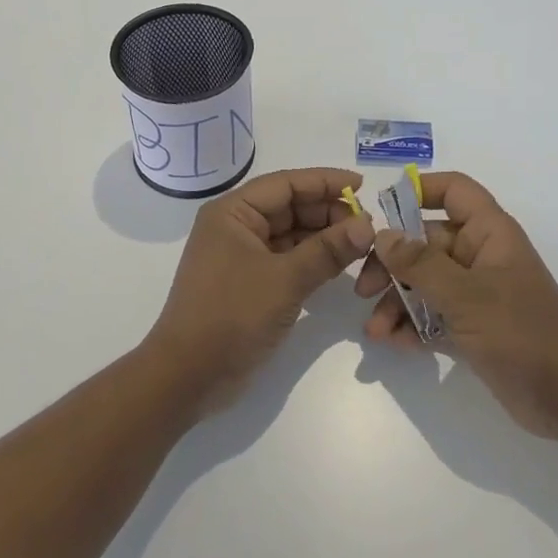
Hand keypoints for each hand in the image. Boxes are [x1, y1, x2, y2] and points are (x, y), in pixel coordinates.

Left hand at [147, 167, 375, 414]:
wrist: (189, 375)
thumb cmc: (232, 315)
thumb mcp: (285, 279)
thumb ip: (328, 250)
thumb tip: (368, 225)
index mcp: (232, 212)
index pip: (285, 184)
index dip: (324, 182)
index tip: (362, 185)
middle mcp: (235, 227)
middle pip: (289, 207)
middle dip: (327, 212)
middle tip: (368, 225)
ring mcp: (241, 257)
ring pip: (290, 235)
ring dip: (323, 238)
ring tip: (361, 244)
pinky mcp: (249, 284)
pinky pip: (286, 260)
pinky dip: (312, 260)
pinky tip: (340, 266)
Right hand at [356, 172, 557, 441]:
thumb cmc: (522, 334)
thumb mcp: (466, 296)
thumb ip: (420, 264)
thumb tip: (383, 235)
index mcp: (490, 234)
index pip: (454, 191)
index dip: (419, 191)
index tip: (381, 210)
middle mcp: (481, 257)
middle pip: (425, 242)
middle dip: (392, 264)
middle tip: (363, 290)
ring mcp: (475, 293)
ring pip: (423, 282)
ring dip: (395, 302)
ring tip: (374, 331)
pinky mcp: (471, 327)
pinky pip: (431, 315)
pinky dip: (410, 326)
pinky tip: (392, 343)